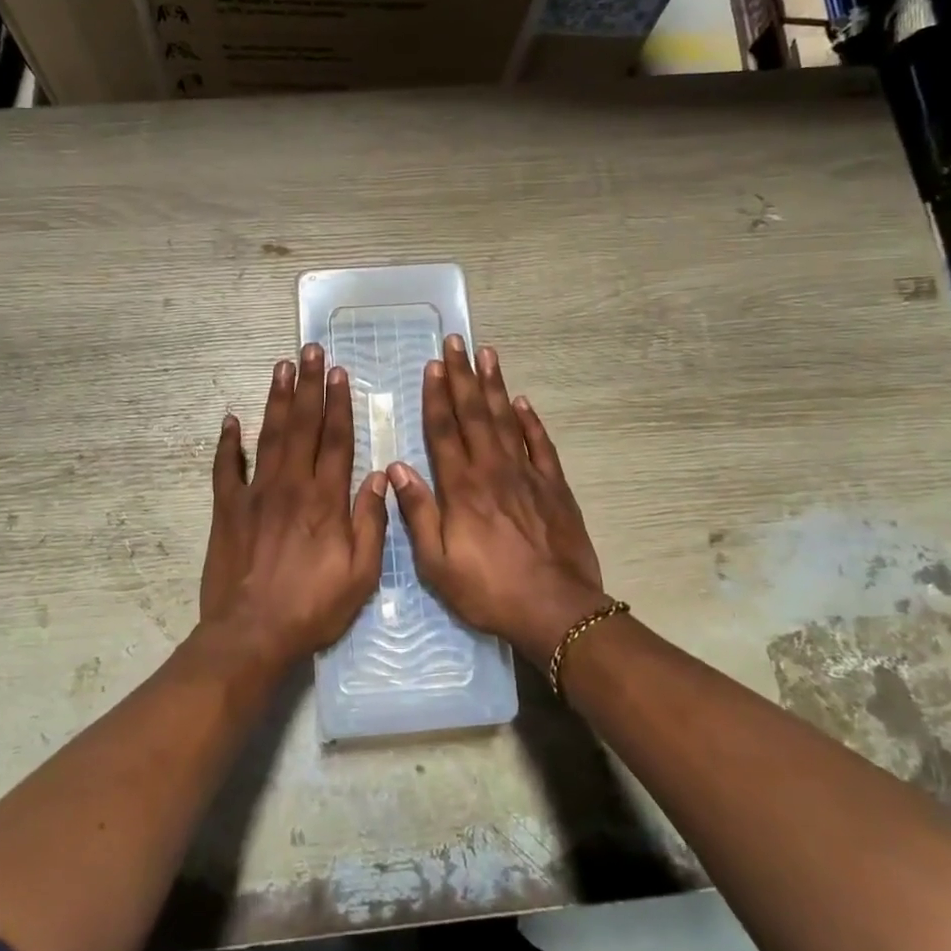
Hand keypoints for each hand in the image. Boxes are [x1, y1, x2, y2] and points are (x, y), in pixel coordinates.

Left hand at [199, 346, 389, 669]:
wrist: (252, 633)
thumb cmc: (313, 607)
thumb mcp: (361, 574)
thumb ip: (371, 523)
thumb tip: (378, 478)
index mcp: (326, 499)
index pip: (336, 440)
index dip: (339, 404)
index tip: (338, 373)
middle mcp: (291, 486)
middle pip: (302, 426)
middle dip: (308, 386)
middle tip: (309, 350)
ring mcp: (255, 494)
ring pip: (269, 436)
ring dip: (277, 400)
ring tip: (281, 367)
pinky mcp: (227, 509)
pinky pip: (226, 469)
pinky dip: (227, 443)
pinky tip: (230, 420)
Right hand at [387, 336, 610, 666]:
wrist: (555, 609)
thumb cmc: (489, 590)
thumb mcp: (437, 564)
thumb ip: (417, 514)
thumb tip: (395, 469)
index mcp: (461, 488)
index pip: (444, 431)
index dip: (436, 396)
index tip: (433, 366)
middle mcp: (492, 470)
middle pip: (474, 414)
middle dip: (463, 376)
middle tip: (457, 341)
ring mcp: (527, 475)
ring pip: (506, 420)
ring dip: (494, 386)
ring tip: (488, 354)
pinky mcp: (554, 487)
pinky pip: (540, 444)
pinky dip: (530, 421)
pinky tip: (521, 402)